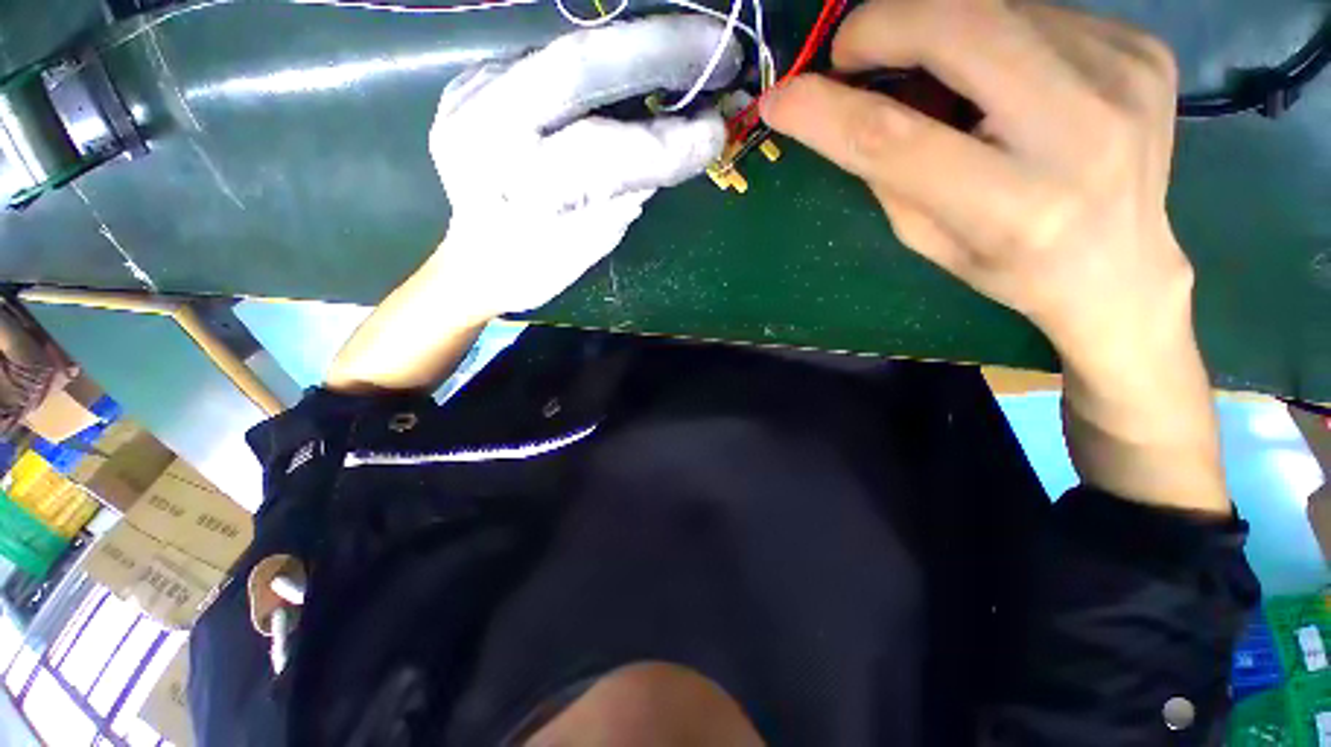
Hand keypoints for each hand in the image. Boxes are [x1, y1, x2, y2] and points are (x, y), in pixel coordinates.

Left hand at [429, 16, 741, 317]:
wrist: (478, 261)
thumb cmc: (542, 266)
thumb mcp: (597, 240)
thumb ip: (635, 185)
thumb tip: (688, 137)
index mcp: (520, 193)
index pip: (607, 153)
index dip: (669, 142)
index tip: (717, 133)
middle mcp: (486, 130)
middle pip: (579, 67)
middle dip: (658, 51)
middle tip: (719, 50)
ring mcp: (471, 95)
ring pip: (567, 50)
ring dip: (635, 48)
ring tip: (686, 52)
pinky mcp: (470, 81)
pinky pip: (549, 58)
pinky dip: (599, 63)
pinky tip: (630, 70)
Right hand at [763, 0, 1187, 375]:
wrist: (1122, 267)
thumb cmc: (1009, 267)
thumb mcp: (928, 240)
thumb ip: (888, 172)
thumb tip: (847, 103)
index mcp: (1012, 207)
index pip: (894, 139)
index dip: (825, 112)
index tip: (780, 98)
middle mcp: (1080, 130)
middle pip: (958, 27)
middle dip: (882, 24)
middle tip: (850, 52)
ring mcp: (1123, 74)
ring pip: (994, 5)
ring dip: (935, 28)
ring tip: (928, 75)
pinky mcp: (1141, 47)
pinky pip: (1036, 12)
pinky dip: (991, 33)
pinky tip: (998, 78)